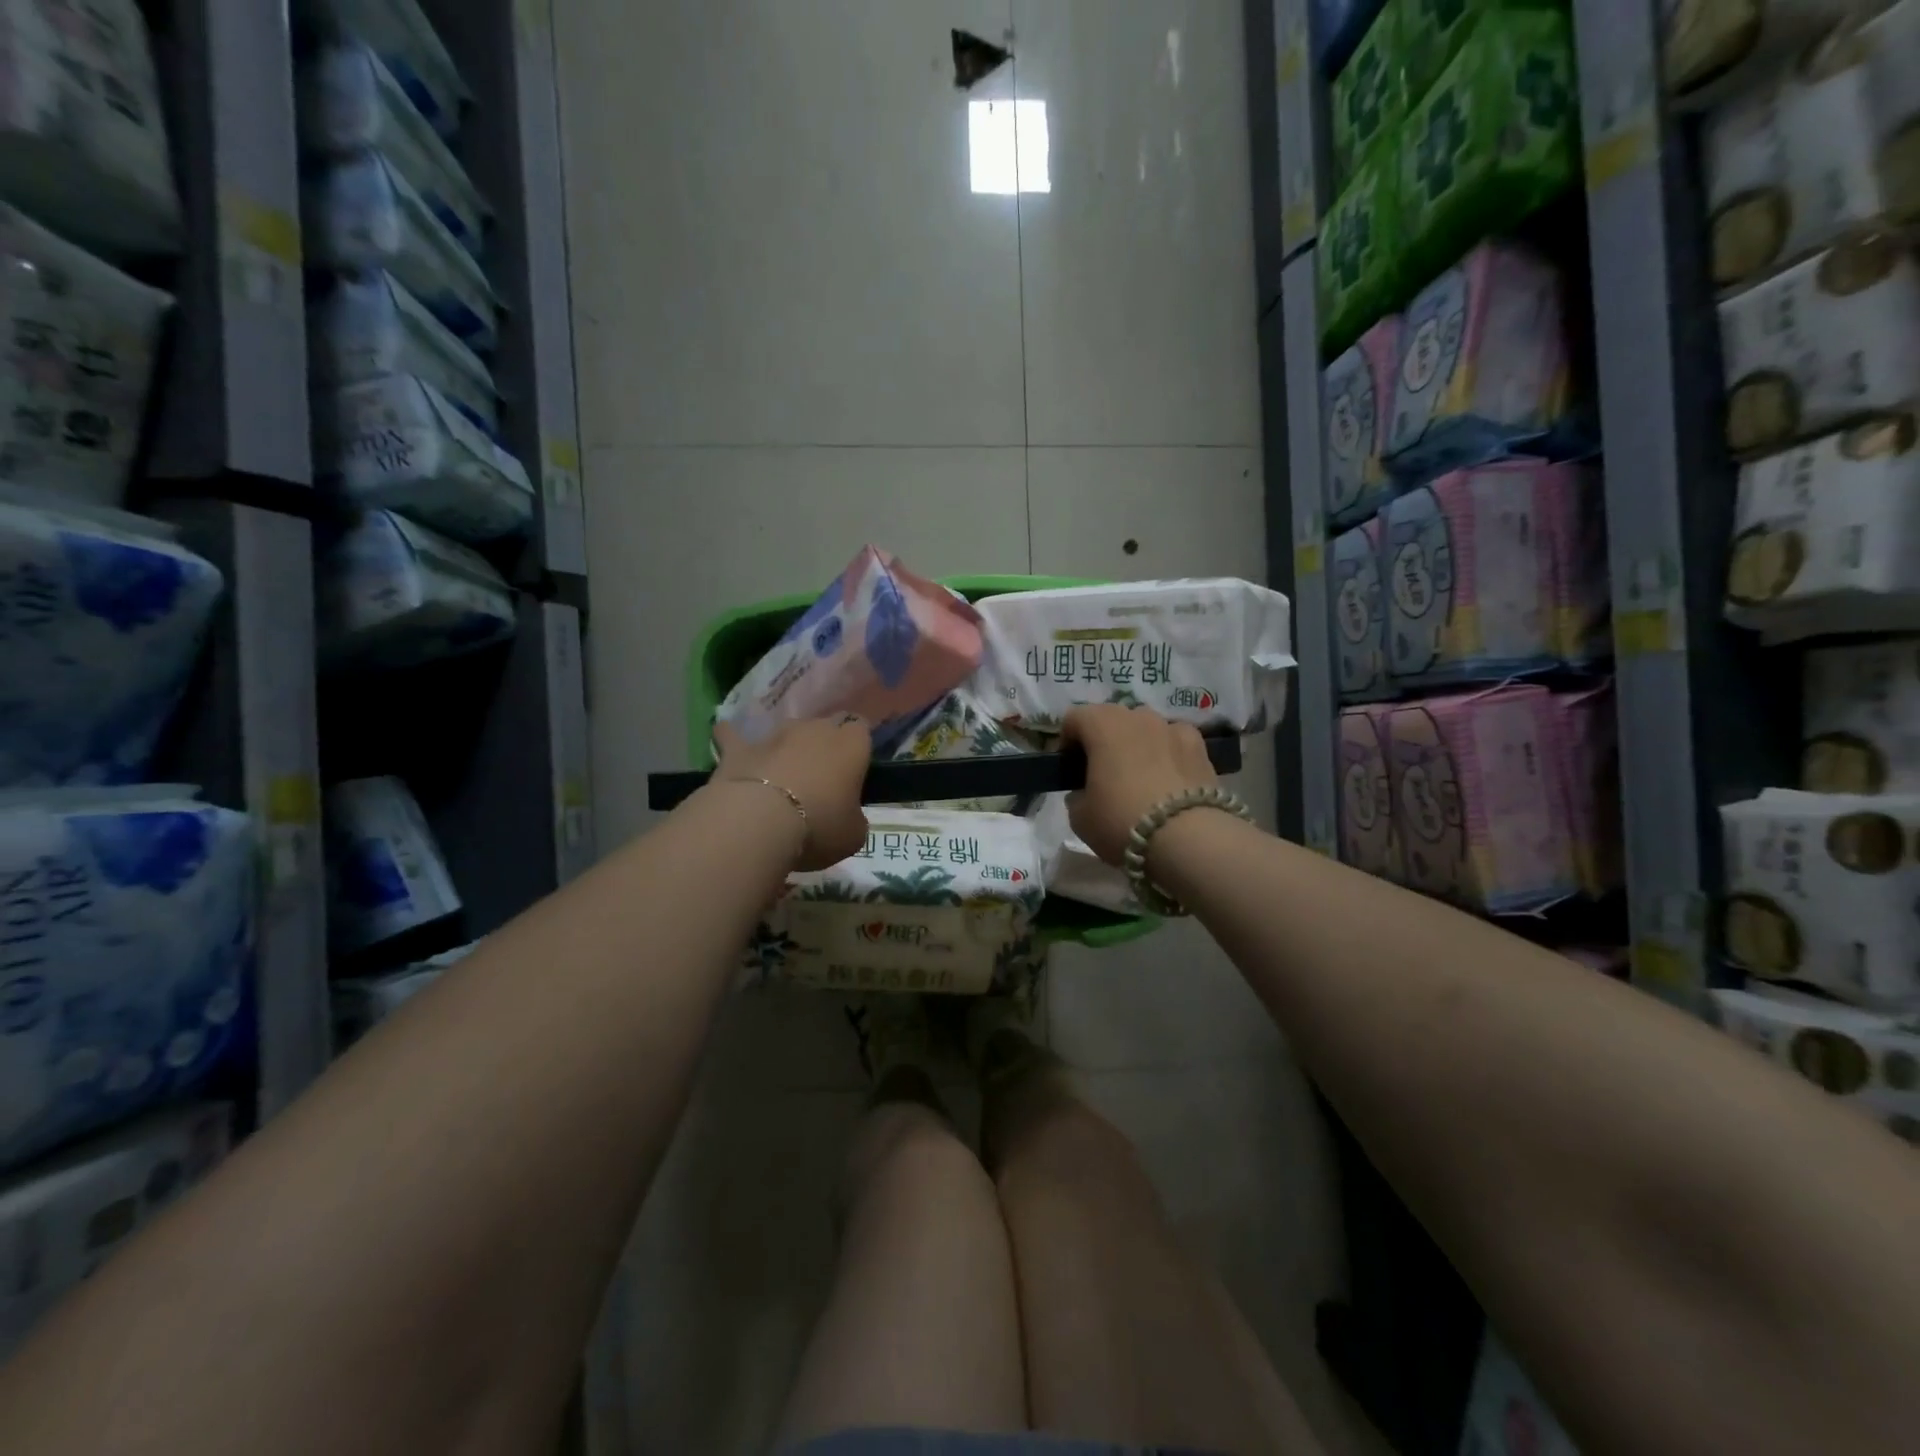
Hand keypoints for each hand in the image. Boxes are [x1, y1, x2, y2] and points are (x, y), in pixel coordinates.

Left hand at [713, 716, 870, 870]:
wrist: (759, 822)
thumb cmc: (819, 826)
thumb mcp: (853, 835)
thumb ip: (853, 817)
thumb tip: (845, 815)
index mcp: (851, 746)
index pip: (861, 730)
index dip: (856, 749)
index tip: (853, 770)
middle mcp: (815, 729)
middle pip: (824, 727)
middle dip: (823, 746)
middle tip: (820, 778)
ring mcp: (774, 735)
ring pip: (786, 731)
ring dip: (786, 747)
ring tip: (781, 774)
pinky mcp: (739, 748)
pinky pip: (733, 735)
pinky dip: (731, 737)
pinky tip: (725, 737)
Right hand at [1060, 705, 1218, 865]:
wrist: (1187, 839)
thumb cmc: (1121, 821)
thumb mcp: (1080, 817)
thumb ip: (1078, 795)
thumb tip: (1086, 792)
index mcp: (1102, 725)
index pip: (1073, 718)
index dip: (1067, 742)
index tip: (1070, 769)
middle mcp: (1137, 716)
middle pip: (1111, 718)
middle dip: (1103, 740)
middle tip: (1103, 773)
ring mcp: (1172, 727)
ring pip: (1146, 727)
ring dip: (1137, 743)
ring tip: (1139, 776)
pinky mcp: (1200, 746)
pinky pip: (1175, 740)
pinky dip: (1168, 751)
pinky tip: (1170, 777)